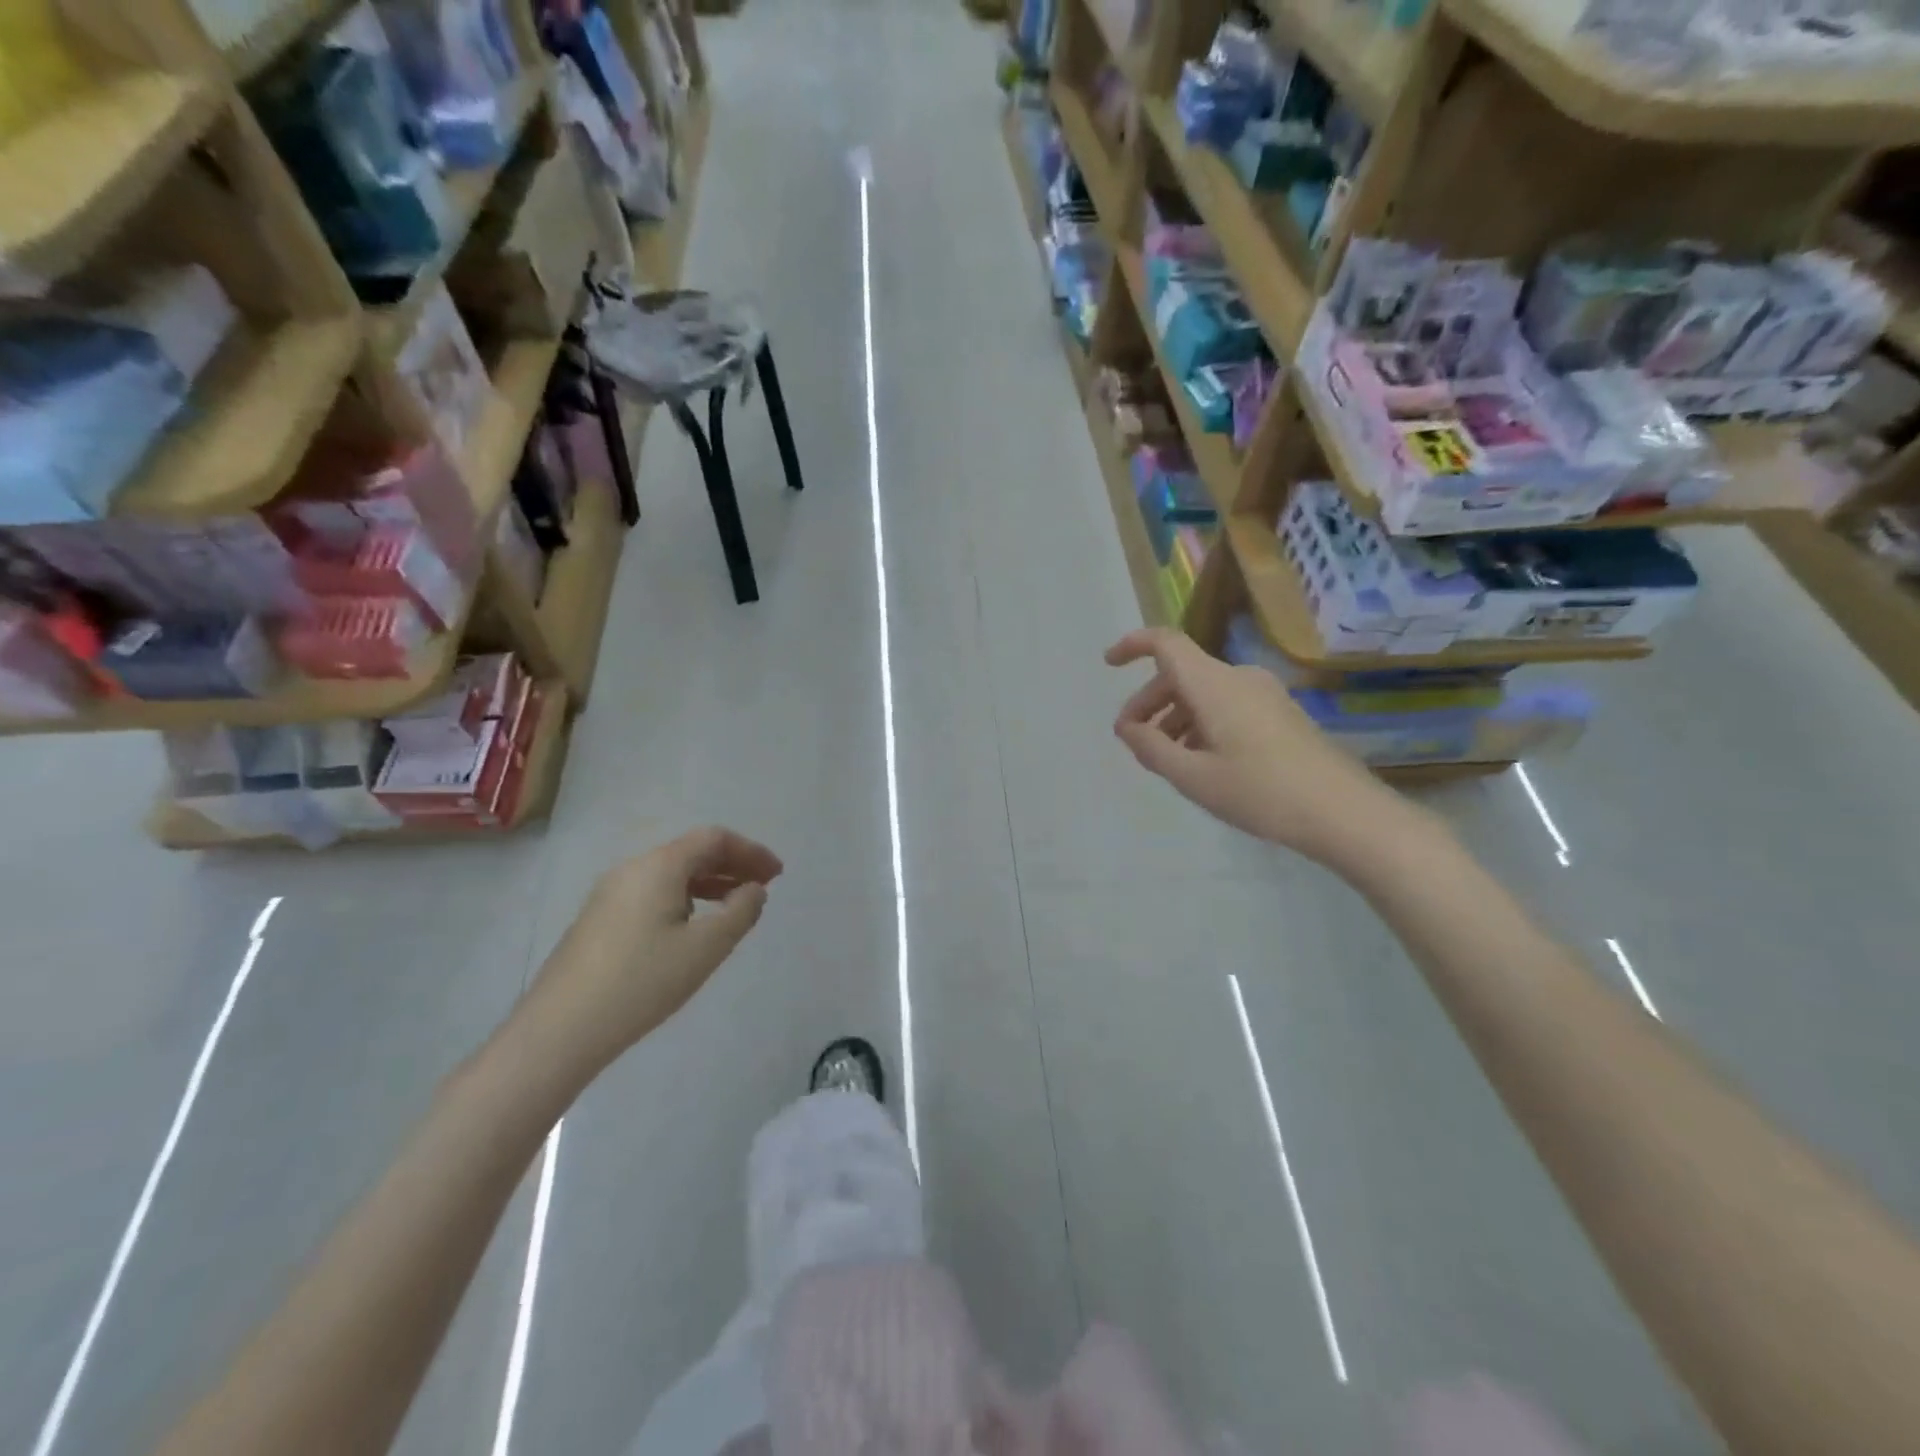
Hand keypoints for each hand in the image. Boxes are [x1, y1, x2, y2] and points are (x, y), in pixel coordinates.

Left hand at [522, 827, 783, 1074]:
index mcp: (658, 866)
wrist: (559, 1031)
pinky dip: (683, 898)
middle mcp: (631, 869)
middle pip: (690, 852)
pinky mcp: (597, 920)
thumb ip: (741, 912)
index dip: (751, 851)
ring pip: (670, 874)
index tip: (777, 874)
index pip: (713, 839)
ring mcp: (609, 894)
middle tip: (763, 888)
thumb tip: (753, 889)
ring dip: (708, 883)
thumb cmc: (641, 982)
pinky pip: (651, 893)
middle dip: (732, 865)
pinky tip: (692, 928)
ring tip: (734, 907)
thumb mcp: (705, 948)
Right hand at [1105, 628, 1408, 864]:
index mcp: (1213, 684)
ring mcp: (1264, 695)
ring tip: (1166, 758)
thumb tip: (1126, 727)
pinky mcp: (1280, 714)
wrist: (1344, 813)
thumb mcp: (1193, 776)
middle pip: (1181, 674)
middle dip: (1149, 702)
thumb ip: (1151, 748)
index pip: (1166, 644)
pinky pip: (1227, 705)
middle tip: (1133, 740)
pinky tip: (1203, 762)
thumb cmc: (1260, 792)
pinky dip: (1202, 723)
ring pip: (1204, 693)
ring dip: (1176, 717)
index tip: (1109, 665)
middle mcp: (1238, 679)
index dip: (1133, 646)